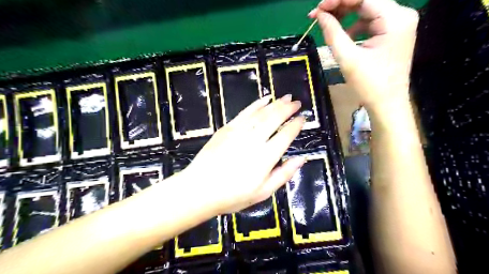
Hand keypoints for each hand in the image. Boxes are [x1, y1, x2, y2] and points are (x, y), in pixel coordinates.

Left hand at [182, 95, 303, 214]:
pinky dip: (256, 104)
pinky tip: (265, 99)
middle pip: (275, 118)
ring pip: (261, 113)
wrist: (200, 189)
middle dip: (288, 108)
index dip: (296, 125)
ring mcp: (239, 131)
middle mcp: (254, 140)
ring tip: (285, 97)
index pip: (286, 135)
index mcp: (266, 157)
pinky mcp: (227, 128)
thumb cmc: (233, 196)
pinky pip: (245, 112)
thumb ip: (284, 174)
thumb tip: (301, 159)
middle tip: (296, 102)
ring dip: (275, 103)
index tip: (303, 118)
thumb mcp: (263, 193)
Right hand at [311, 0, 417, 114]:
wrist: (387, 103)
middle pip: (367, 0)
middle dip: (341, 6)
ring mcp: (399, 23)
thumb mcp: (347, 57)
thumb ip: (332, 32)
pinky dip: (355, 25)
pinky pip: (371, 21)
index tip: (317, 8)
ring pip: (368, 9)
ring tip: (327, 24)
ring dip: (346, 15)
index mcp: (395, 19)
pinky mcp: (393, 32)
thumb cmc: (369, 84)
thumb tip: (319, 14)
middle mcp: (401, 15)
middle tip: (317, 15)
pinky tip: (344, 36)